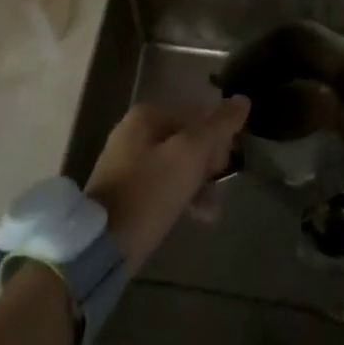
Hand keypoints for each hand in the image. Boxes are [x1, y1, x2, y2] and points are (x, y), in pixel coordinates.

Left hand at [84, 97, 249, 267]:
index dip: (218, 140)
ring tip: (210, 212)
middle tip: (216, 191)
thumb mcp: (189, 155)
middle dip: (207, 165)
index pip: (197, 116)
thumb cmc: (149, 192)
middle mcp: (134, 131)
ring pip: (176, 164)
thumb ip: (217, 126)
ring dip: (197, 184)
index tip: (225, 168)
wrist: (101, 245)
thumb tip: (242, 100)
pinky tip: (194, 216)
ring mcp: (126, 162)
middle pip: (187, 140)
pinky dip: (179, 196)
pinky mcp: (124, 191)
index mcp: (147, 115)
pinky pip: (162, 184)